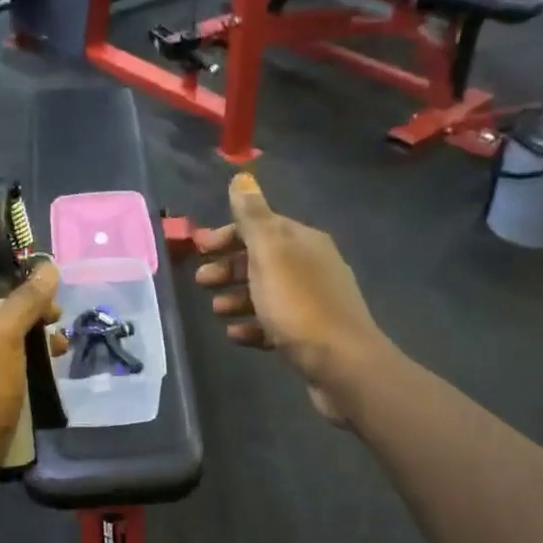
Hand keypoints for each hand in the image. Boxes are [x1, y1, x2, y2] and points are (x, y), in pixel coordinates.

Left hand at [0, 264, 60, 470]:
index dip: (21, 286)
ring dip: (33, 346)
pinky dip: (22, 371)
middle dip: (33, 319)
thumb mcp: (4, 337)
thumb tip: (49, 265)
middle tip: (60, 330)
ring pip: (2, 345)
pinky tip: (44, 380)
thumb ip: (26, 300)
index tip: (52, 299)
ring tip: (61, 356)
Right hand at [194, 174, 385, 424]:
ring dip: (237, 297)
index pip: (261, 227)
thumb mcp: (270, 254)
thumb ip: (253, 217)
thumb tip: (242, 176)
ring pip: (266, 292)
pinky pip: (274, 324)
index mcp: (303, 241)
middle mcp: (312, 266)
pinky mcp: (310, 335)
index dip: (228, 235)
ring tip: (215, 310)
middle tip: (201, 281)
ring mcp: (313, 302)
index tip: (199, 249)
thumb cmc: (299, 305)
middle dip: (229, 267)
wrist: (342, 365)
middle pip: (262, 260)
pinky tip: (236, 335)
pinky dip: (252, 326)